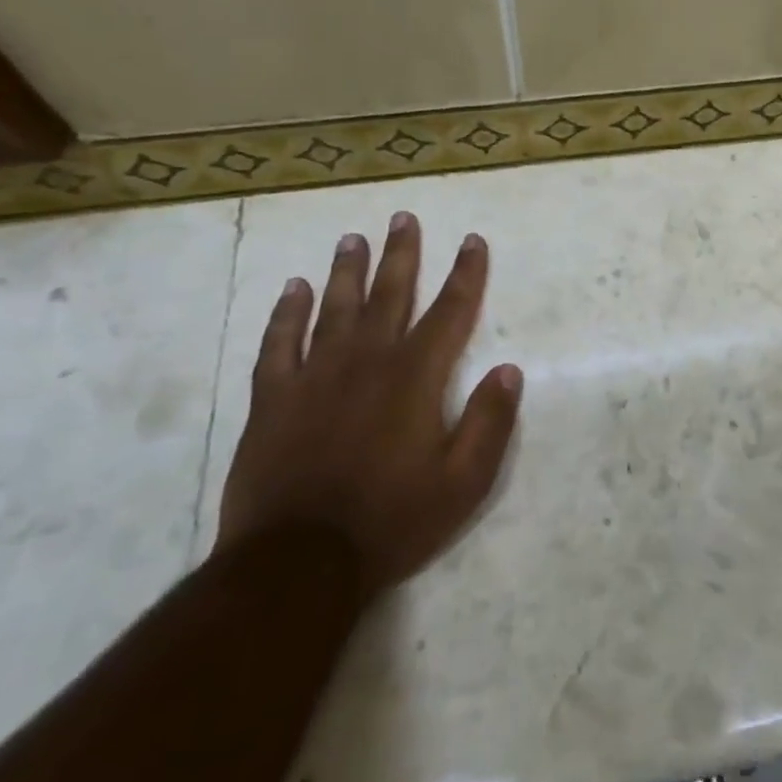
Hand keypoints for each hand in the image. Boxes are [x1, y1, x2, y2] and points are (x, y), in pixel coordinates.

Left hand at [216, 212, 521, 593]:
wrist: (298, 564)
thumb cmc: (392, 521)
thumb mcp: (463, 483)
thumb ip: (490, 422)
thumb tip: (509, 369)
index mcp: (415, 377)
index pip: (449, 311)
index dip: (465, 273)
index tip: (472, 241)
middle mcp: (367, 361)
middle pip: (389, 294)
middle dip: (401, 254)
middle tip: (402, 216)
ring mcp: (315, 376)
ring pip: (335, 307)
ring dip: (346, 270)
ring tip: (352, 238)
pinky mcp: (273, 399)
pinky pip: (279, 343)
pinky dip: (287, 313)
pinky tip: (293, 289)